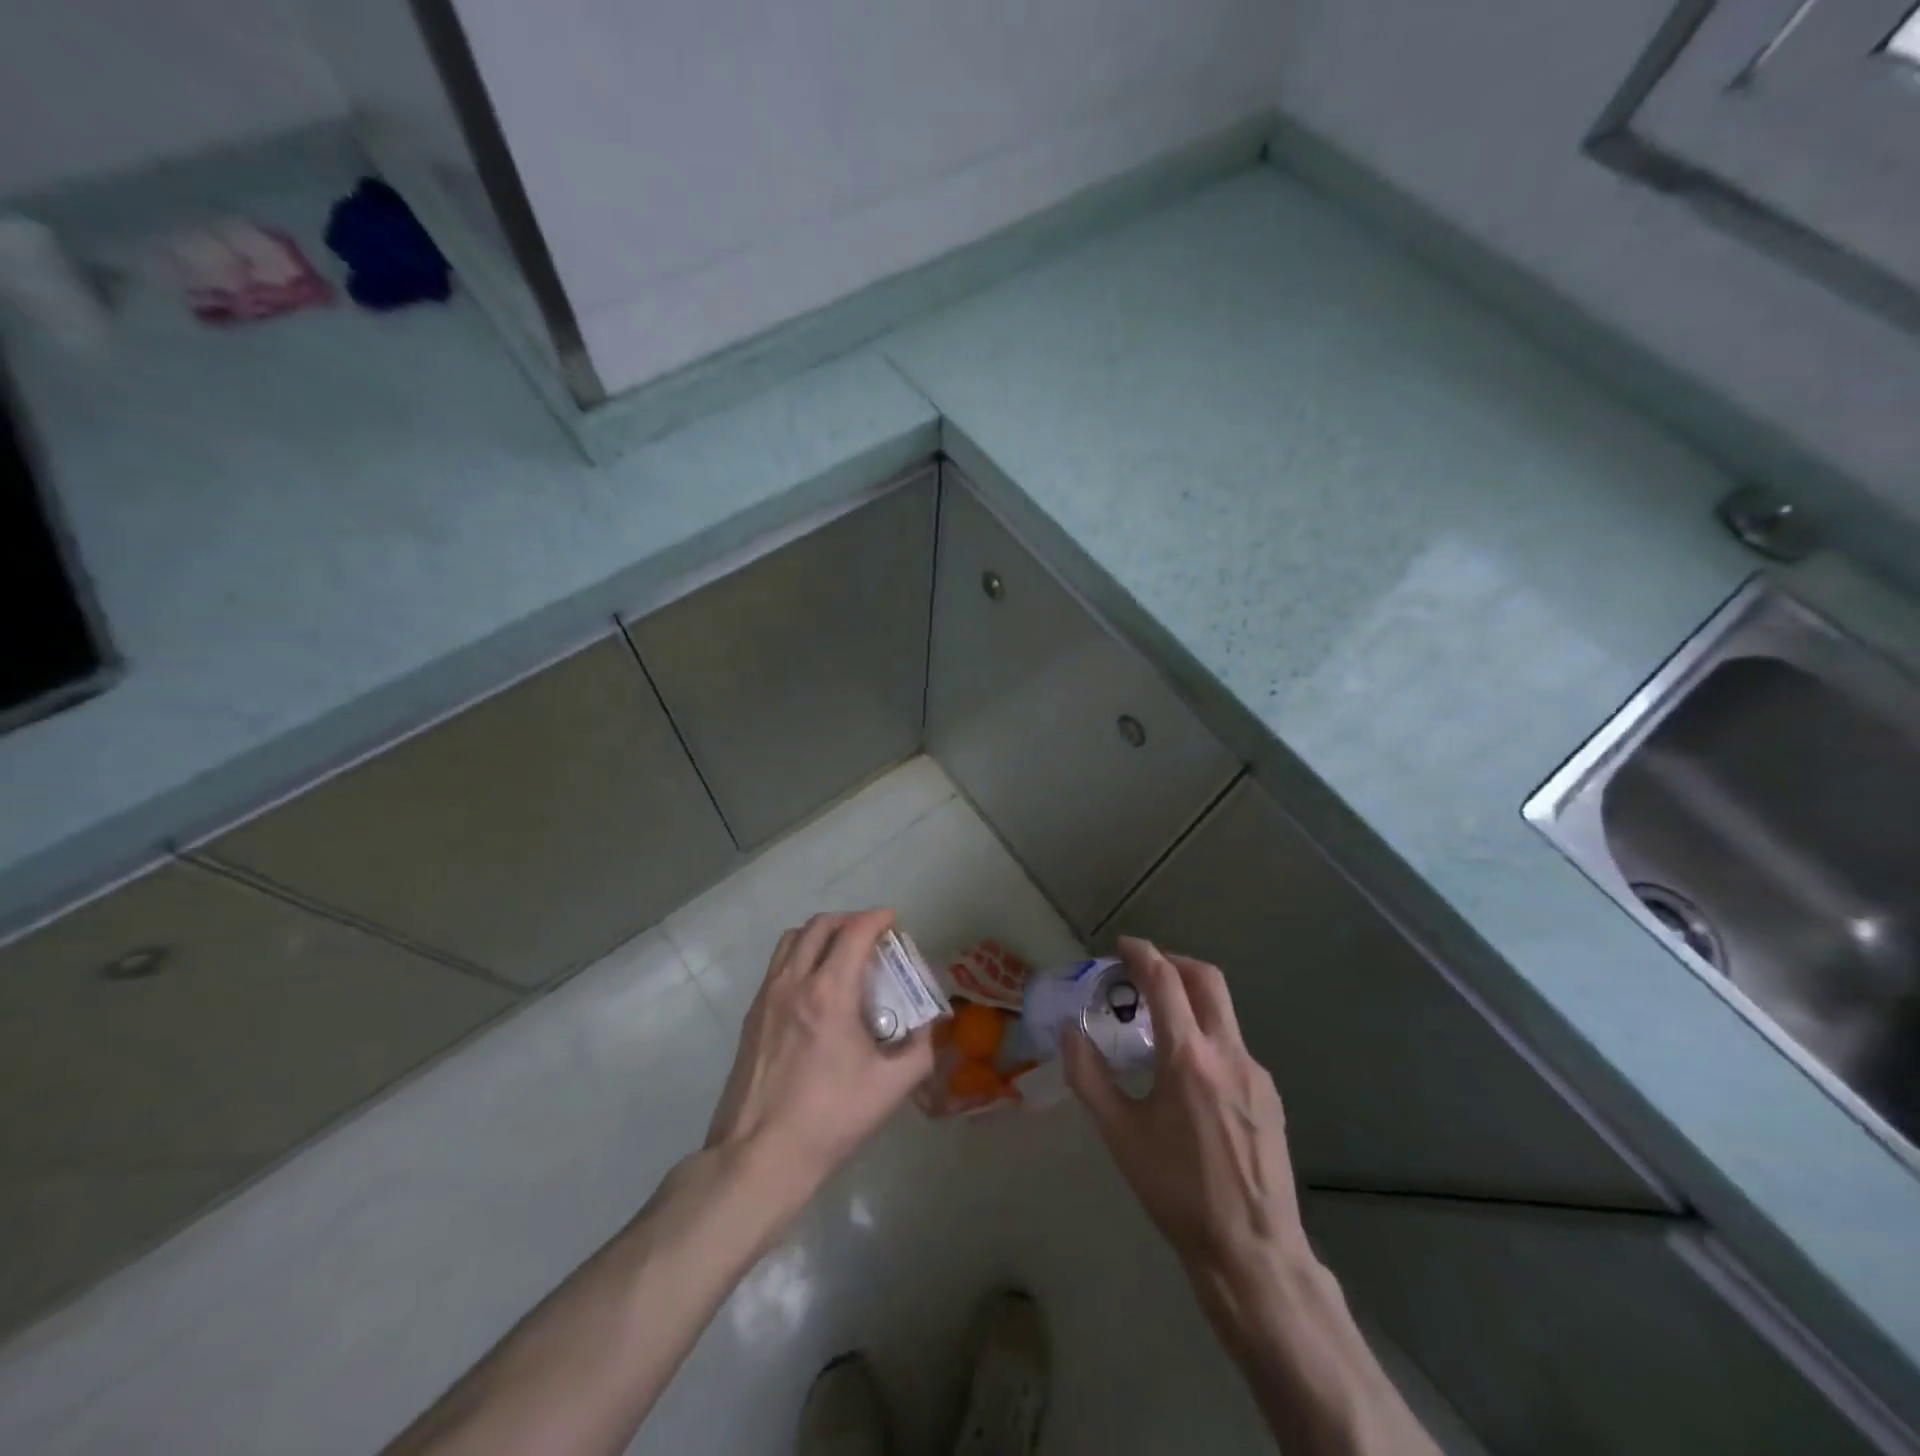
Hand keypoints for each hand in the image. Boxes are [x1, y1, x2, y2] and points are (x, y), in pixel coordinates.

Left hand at [705, 910, 933, 1201]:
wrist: (760, 1156)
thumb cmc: (830, 1119)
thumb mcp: (891, 1088)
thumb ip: (919, 1050)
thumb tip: (926, 1028)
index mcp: (830, 992)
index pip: (855, 932)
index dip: (877, 918)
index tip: (893, 921)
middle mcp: (794, 982)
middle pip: (820, 926)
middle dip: (850, 920)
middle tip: (871, 936)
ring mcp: (767, 996)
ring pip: (792, 939)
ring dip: (821, 934)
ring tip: (841, 953)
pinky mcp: (752, 1016)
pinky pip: (778, 965)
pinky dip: (800, 957)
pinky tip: (815, 988)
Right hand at [1063, 938, 1310, 1296]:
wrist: (1252, 1251)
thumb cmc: (1176, 1192)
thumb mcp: (1119, 1135)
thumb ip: (1089, 1076)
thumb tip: (1069, 1031)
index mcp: (1188, 1058)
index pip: (1165, 980)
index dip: (1142, 954)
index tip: (1122, 946)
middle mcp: (1227, 1052)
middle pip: (1206, 978)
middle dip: (1173, 962)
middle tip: (1143, 971)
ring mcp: (1255, 1072)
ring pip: (1223, 1011)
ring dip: (1190, 997)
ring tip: (1159, 1022)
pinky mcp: (1269, 1094)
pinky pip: (1233, 1045)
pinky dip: (1206, 1033)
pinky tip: (1188, 1072)